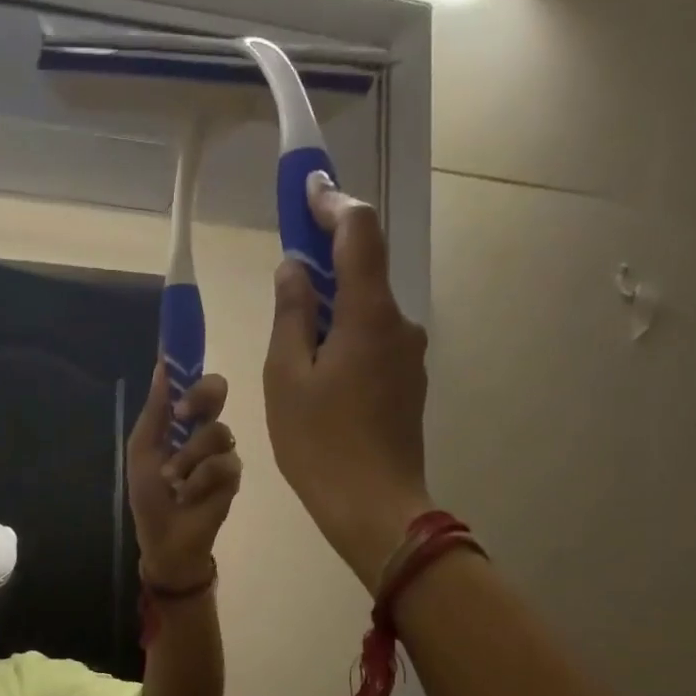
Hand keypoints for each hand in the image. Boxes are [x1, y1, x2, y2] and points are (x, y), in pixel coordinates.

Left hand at [127, 364, 243, 586]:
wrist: (164, 538)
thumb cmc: (149, 495)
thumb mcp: (143, 450)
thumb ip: (155, 410)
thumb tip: (162, 365)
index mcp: (181, 421)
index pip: (193, 383)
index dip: (190, 369)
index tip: (176, 364)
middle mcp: (204, 430)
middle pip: (217, 391)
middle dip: (200, 397)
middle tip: (182, 415)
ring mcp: (222, 452)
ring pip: (218, 432)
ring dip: (188, 457)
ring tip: (172, 480)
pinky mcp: (233, 476)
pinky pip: (223, 463)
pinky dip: (199, 479)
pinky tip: (188, 495)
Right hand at [265, 176, 433, 592]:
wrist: (375, 508)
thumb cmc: (321, 445)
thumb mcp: (288, 378)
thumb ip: (292, 316)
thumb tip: (295, 270)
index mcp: (368, 315)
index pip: (359, 233)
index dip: (332, 203)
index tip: (306, 187)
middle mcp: (400, 324)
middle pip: (364, 271)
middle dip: (326, 260)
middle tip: (286, 271)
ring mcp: (409, 356)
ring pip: (367, 311)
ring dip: (333, 307)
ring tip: (293, 340)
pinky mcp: (408, 383)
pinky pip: (374, 342)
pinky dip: (345, 337)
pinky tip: (318, 372)